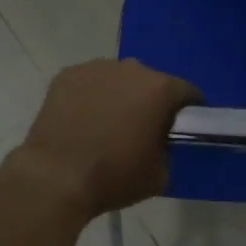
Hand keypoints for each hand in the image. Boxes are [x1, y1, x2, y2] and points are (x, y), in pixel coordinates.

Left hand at [18, 59, 201, 218]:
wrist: (55, 177)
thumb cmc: (113, 176)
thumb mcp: (159, 175)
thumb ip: (168, 151)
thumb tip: (161, 144)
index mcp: (160, 89)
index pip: (187, 92)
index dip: (190, 110)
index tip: (183, 128)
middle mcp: (131, 69)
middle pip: (151, 82)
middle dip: (151, 101)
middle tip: (142, 129)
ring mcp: (96, 68)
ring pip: (118, 79)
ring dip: (119, 95)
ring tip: (107, 124)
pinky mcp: (67, 75)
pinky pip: (89, 83)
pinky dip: (90, 96)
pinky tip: (82, 119)